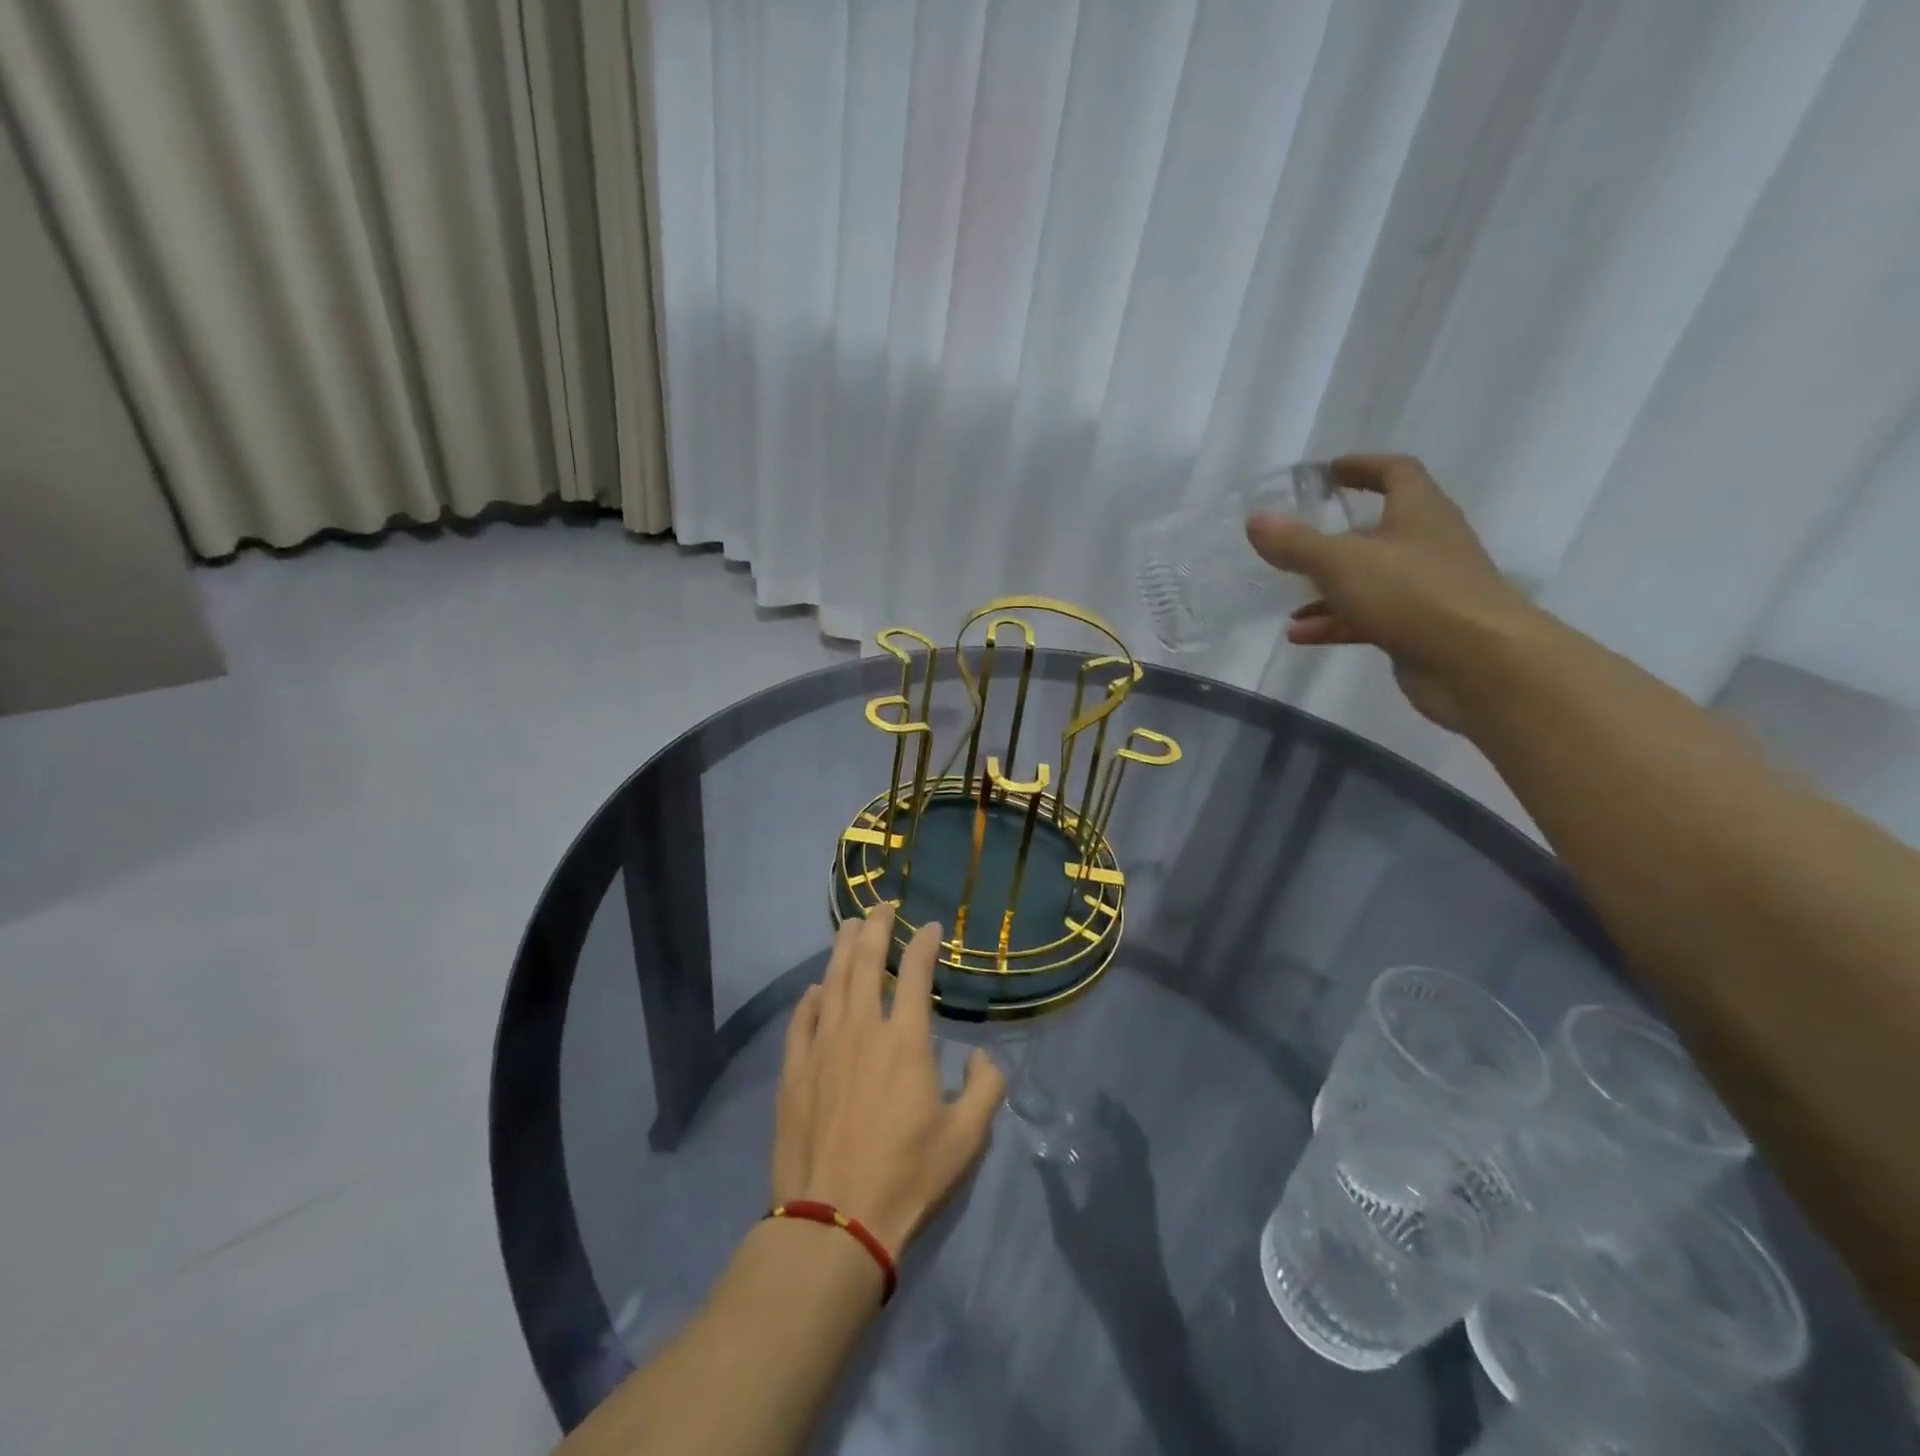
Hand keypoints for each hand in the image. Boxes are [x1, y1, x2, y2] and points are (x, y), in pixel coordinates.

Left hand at [772, 905, 1005, 1256]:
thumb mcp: (966, 1139)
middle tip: (882, 906)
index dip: (923, 943)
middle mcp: (861, 1029)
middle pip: (864, 962)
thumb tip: (983, 1057)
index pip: (914, 973)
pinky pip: (801, 1021)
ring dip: (842, 949)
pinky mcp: (794, 1071)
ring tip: (850, 926)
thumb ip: (986, 1089)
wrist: (834, 1221)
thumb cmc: (907, 1177)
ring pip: (831, 982)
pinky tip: (815, 989)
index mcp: (905, 1040)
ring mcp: (822, 1047)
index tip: (929, 926)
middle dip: (875, 927)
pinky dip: (810, 998)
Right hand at [1245, 452, 1535, 728]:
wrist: (1479, 663)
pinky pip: (1368, 617)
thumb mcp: (1342, 562)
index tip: (1327, 472)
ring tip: (1287, 602)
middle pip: (1379, 529)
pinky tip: (1300, 634)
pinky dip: (1335, 622)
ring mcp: (1426, 589)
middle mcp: (1427, 544)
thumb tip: (1256, 520)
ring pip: (1369, 579)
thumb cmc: (1413, 595)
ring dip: (1328, 589)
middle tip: (1297, 540)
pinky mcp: (1419, 628)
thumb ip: (1296, 543)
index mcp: (1419, 512)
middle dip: (1337, 536)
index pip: (1395, 472)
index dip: (1362, 466)